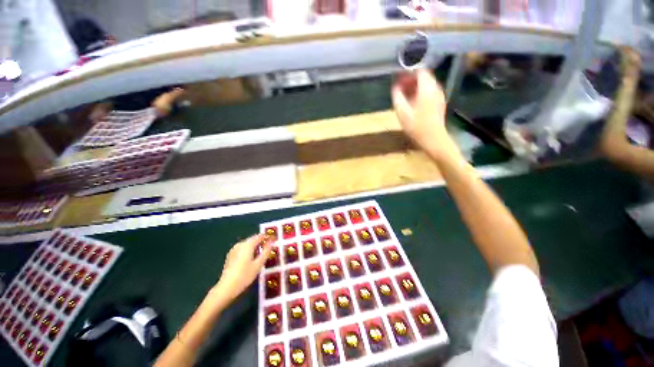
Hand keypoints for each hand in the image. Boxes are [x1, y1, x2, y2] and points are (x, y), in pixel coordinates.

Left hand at [212, 234, 272, 303]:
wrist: (226, 288)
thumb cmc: (244, 276)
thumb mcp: (258, 264)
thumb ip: (266, 251)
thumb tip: (271, 241)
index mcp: (247, 245)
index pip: (260, 236)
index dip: (268, 237)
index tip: (274, 240)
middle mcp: (240, 244)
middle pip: (253, 239)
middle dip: (262, 242)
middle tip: (269, 248)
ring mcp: (234, 249)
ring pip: (248, 244)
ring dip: (255, 246)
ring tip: (261, 254)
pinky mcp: (231, 255)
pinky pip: (243, 248)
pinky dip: (249, 250)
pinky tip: (252, 259)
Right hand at [392, 69, 458, 160]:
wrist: (434, 139)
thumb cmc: (417, 127)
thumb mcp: (402, 112)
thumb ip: (397, 97)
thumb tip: (395, 86)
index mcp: (427, 89)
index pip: (420, 71)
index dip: (408, 72)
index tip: (398, 78)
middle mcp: (435, 89)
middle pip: (424, 77)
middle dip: (411, 79)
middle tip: (399, 87)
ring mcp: (439, 96)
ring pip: (427, 84)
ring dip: (415, 86)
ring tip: (404, 95)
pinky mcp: (439, 103)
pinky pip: (429, 92)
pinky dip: (420, 92)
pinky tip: (413, 102)